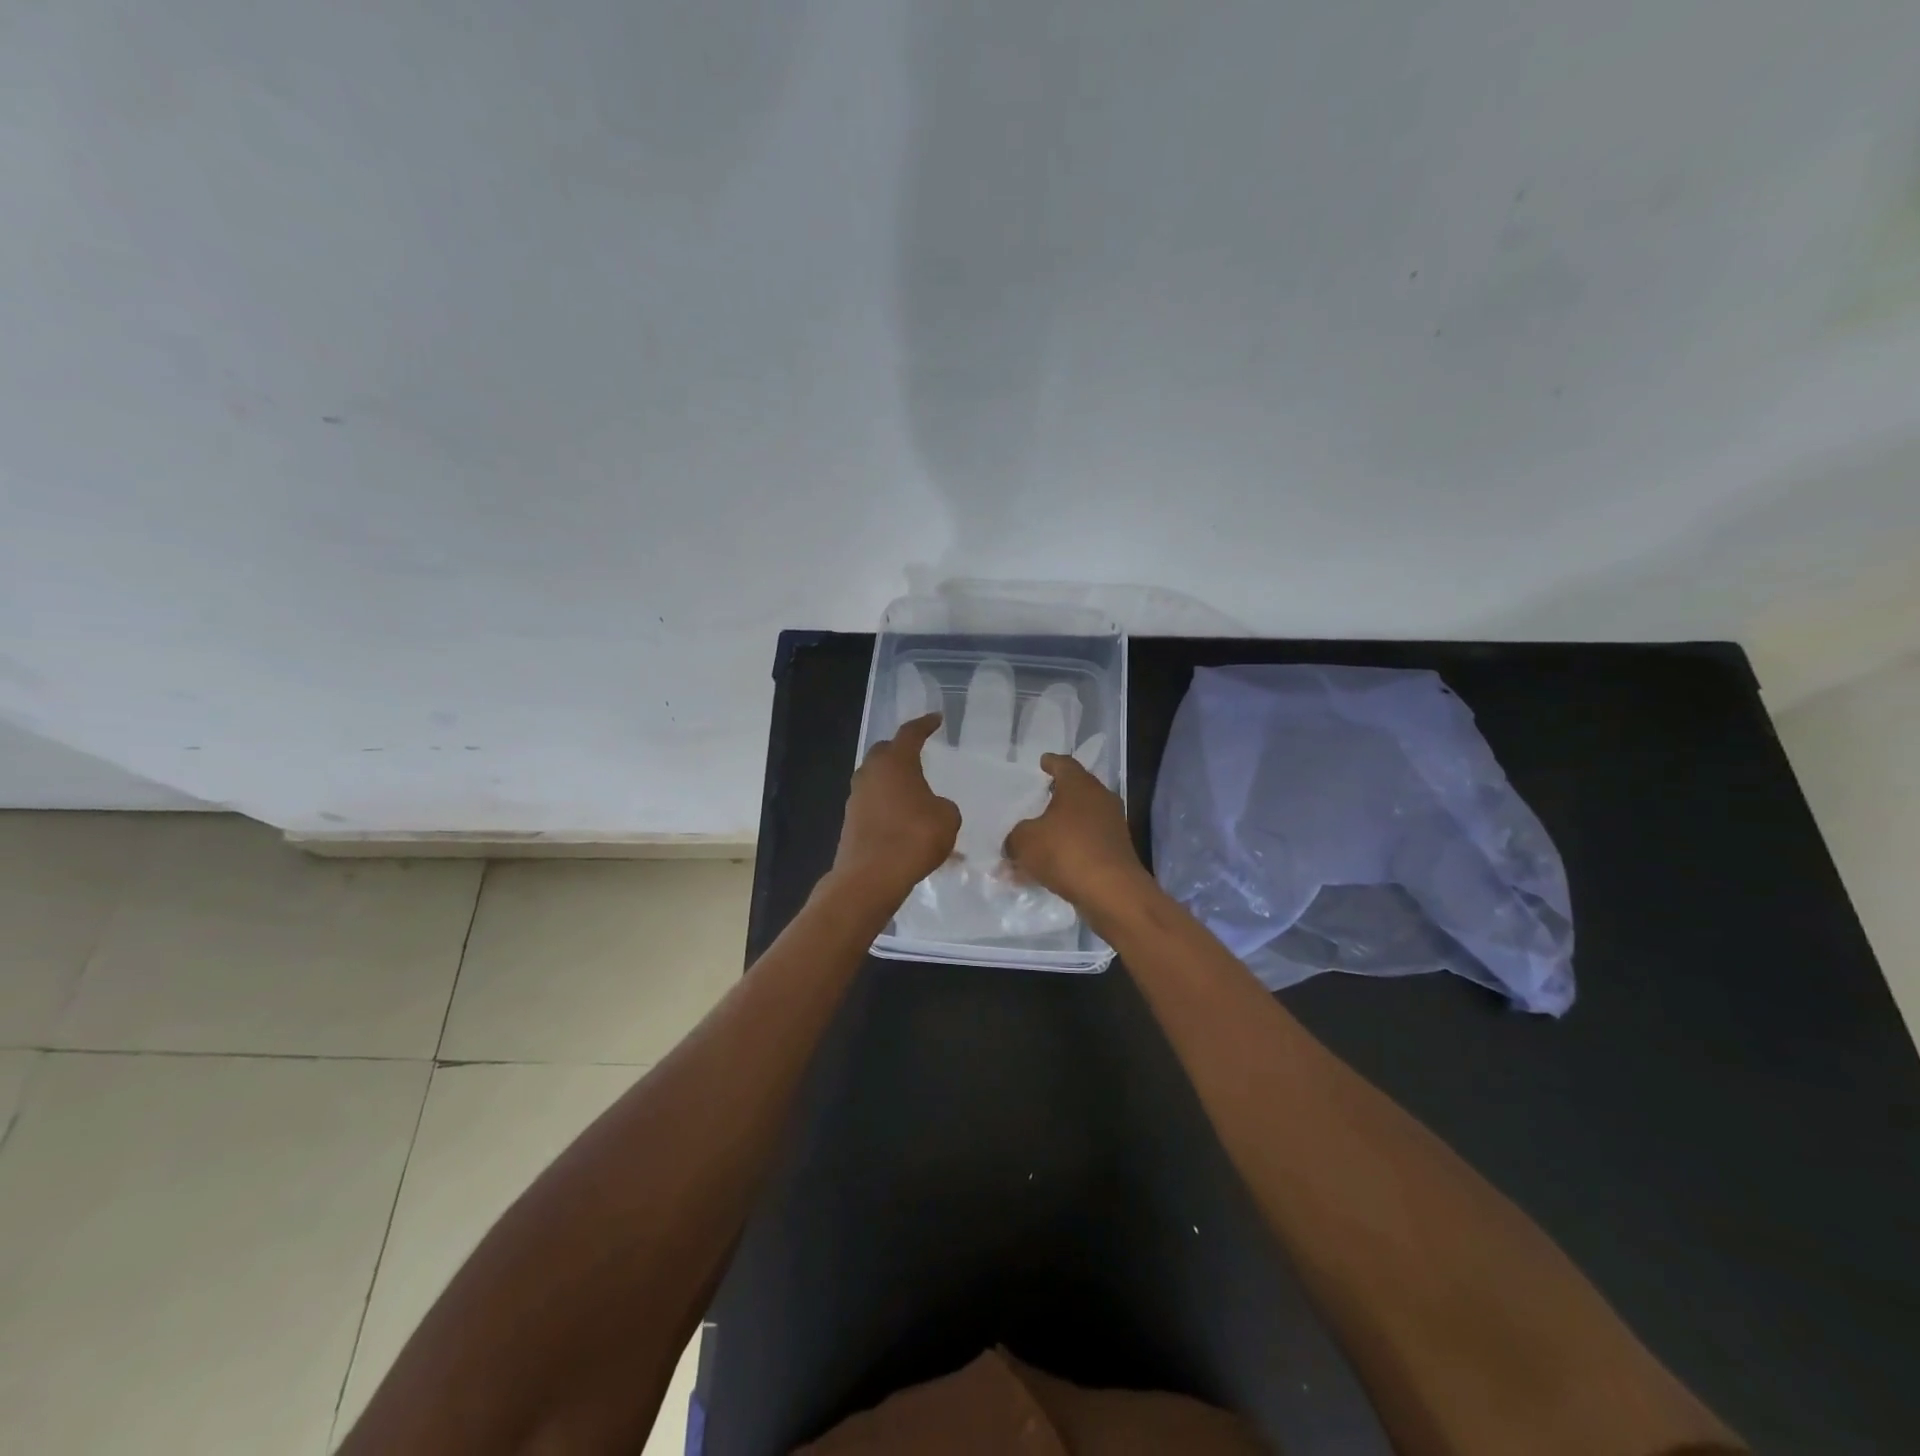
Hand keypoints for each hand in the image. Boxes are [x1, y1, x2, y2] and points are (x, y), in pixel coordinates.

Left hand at [831, 713, 960, 903]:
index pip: (910, 733)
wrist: (871, 877)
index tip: (935, 719)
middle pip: (885, 752)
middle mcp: (871, 773)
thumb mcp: (947, 818)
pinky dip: (887, 806)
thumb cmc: (914, 837)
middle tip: (918, 754)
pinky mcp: (850, 821)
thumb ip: (943, 805)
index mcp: (896, 761)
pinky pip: (873, 803)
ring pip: (876, 779)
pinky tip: (903, 821)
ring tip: (913, 792)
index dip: (925, 724)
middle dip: (901, 751)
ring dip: (893, 782)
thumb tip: (933, 807)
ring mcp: (856, 797)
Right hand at [1004, 753, 1150, 914]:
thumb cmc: (1066, 852)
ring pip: (1080, 822)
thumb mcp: (1025, 841)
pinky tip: (1048, 868)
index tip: (1043, 762)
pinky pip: (1085, 845)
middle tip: (1038, 799)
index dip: (1051, 763)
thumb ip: (1014, 838)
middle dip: (1056, 797)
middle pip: (1076, 792)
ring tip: (1037, 840)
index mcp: (1080, 786)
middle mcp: (1100, 800)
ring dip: (1060, 829)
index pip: (1064, 764)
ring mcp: (1112, 827)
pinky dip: (1068, 852)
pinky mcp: (1116, 853)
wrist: (1112, 892)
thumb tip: (1014, 844)